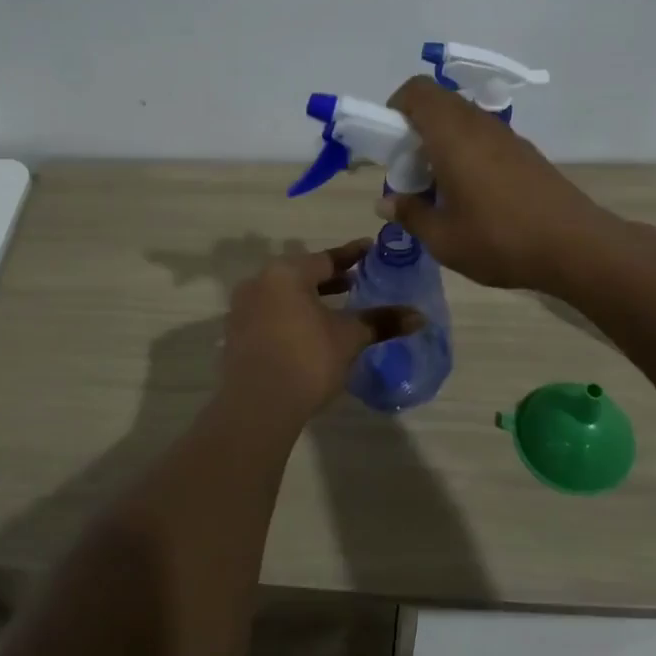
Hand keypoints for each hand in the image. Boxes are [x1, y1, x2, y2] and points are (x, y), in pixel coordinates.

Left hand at [221, 240, 423, 416]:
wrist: (257, 405)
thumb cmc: (307, 358)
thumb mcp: (349, 338)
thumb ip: (381, 322)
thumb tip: (419, 317)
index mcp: (286, 273)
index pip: (326, 258)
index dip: (353, 255)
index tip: (372, 250)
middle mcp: (259, 283)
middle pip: (302, 276)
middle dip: (331, 280)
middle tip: (358, 283)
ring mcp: (242, 311)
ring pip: (285, 297)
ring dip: (310, 301)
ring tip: (336, 311)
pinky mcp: (236, 338)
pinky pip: (271, 317)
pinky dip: (292, 319)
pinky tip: (310, 335)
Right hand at [379, 76, 623, 293]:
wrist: (576, 246)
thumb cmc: (499, 239)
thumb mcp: (443, 238)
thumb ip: (410, 214)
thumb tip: (386, 203)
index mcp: (452, 134)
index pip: (416, 91)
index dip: (395, 108)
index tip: (389, 144)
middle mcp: (479, 125)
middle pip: (439, 103)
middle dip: (415, 128)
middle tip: (410, 170)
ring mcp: (507, 137)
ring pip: (463, 121)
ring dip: (442, 142)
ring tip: (439, 187)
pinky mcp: (526, 153)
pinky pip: (485, 138)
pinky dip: (467, 153)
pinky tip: (472, 195)